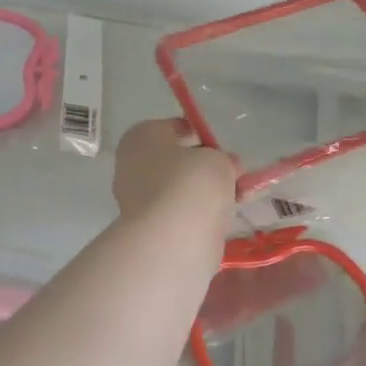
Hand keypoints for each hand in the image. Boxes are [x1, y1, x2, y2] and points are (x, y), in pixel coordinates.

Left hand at [113, 119, 238, 230]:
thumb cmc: (192, 183)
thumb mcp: (218, 160)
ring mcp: (135, 198)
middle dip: (202, 167)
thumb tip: (226, 165)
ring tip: (234, 198)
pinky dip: (195, 213)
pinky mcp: (146, 227)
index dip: (200, 135)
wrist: (173, 238)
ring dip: (202, 192)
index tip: (220, 148)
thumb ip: (223, 159)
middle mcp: (131, 164)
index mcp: (142, 136)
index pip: (172, 128)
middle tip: (230, 174)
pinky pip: (176, 212)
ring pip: (176, 188)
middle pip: (174, 161)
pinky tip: (220, 217)